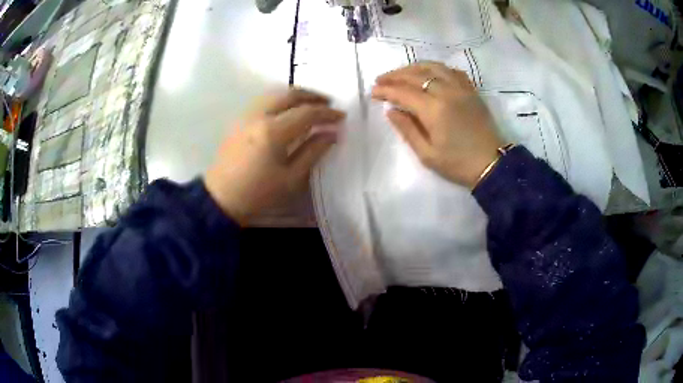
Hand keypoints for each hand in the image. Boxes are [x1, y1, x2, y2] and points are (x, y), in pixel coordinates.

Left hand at [204, 88, 344, 224]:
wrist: (221, 198)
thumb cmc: (258, 193)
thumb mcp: (291, 178)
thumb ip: (313, 152)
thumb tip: (332, 134)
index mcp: (273, 131)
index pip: (307, 113)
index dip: (327, 113)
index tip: (341, 116)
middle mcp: (259, 116)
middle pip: (290, 94)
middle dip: (312, 96)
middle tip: (328, 103)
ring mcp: (246, 115)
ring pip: (275, 94)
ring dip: (296, 95)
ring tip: (311, 103)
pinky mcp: (239, 120)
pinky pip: (264, 101)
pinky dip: (281, 100)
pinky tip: (288, 111)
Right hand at [372, 62, 504, 188]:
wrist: (492, 164)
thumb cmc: (458, 163)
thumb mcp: (427, 154)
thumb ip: (407, 129)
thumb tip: (391, 111)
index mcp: (434, 110)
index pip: (403, 92)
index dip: (386, 90)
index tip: (373, 92)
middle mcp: (447, 92)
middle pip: (416, 75)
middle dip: (395, 76)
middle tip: (381, 80)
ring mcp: (461, 88)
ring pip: (433, 67)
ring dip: (414, 67)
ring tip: (401, 73)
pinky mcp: (471, 90)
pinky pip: (452, 71)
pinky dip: (436, 68)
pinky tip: (430, 74)